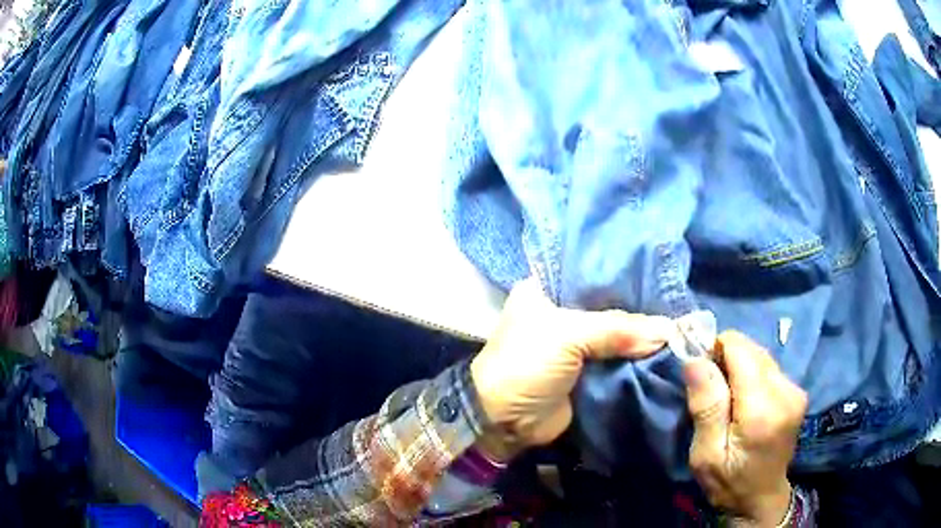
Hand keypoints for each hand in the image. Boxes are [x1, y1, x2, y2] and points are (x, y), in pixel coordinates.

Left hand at [470, 278, 673, 459]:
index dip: (623, 273)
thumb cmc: (526, 365)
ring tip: (679, 322)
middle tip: (677, 299)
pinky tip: (667, 348)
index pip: (592, 271)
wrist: (505, 421)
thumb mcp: (568, 336)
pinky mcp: (586, 370)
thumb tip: (668, 330)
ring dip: (641, 334)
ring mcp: (575, 343)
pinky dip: (637, 357)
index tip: (659, 270)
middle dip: (639, 306)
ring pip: (616, 333)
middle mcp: (561, 311)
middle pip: (608, 304)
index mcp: (545, 289)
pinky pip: (617, 358)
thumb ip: (619, 329)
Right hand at [683, 331, 807, 526]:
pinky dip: (752, 375)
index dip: (715, 351)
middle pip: (751, 349)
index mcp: (762, 409)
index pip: (740, 349)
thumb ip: (706, 407)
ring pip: (760, 355)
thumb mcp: (706, 455)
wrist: (761, 498)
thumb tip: (695, 360)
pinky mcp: (797, 391)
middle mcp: (785, 391)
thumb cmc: (728, 482)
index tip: (700, 374)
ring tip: (728, 399)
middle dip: (727, 360)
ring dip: (740, 367)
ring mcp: (795, 390)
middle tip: (712, 392)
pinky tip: (745, 400)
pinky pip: (769, 367)